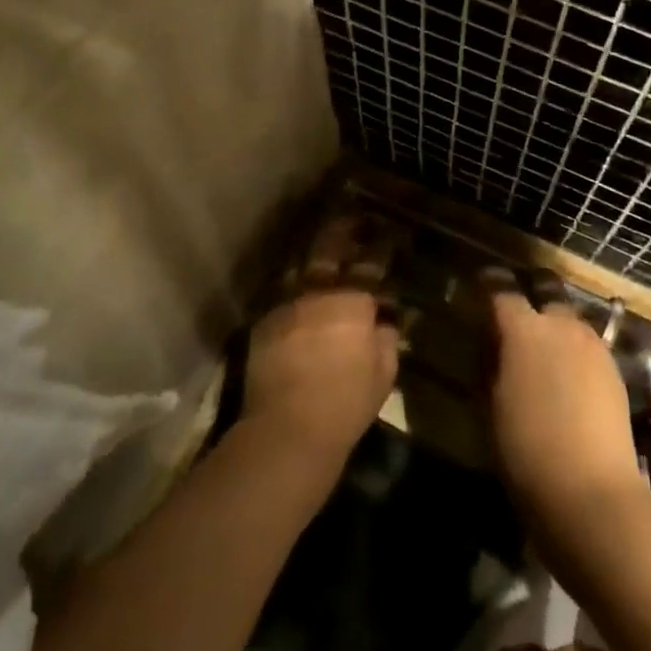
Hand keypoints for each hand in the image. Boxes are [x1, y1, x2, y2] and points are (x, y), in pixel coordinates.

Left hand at [242, 213, 399, 477]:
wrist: (287, 429)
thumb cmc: (346, 403)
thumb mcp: (383, 373)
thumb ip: (387, 339)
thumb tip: (385, 321)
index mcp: (353, 300)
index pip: (370, 262)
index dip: (380, 246)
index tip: (387, 234)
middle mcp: (317, 292)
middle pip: (329, 248)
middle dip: (342, 230)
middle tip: (352, 220)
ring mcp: (286, 304)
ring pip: (300, 268)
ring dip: (313, 260)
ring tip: (321, 254)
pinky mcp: (263, 323)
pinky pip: (282, 298)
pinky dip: (294, 295)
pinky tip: (298, 299)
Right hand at [489, 289, 645, 534]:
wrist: (592, 492)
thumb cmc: (526, 450)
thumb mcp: (491, 405)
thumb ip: (490, 362)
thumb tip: (492, 341)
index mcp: (523, 330)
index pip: (502, 287)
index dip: (489, 280)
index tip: (480, 281)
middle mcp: (561, 325)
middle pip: (546, 287)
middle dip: (530, 287)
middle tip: (515, 305)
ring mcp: (593, 344)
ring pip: (569, 315)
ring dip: (553, 320)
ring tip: (541, 344)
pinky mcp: (614, 368)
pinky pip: (587, 342)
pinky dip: (572, 346)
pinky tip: (566, 372)